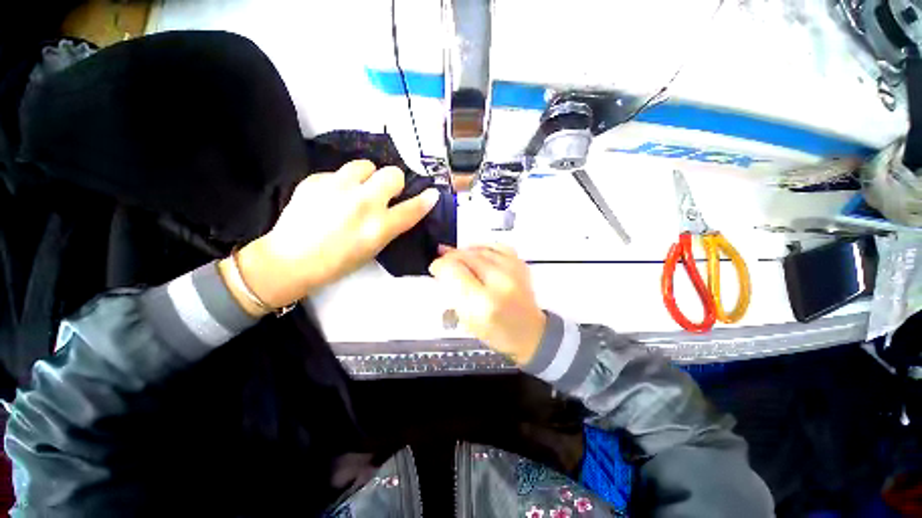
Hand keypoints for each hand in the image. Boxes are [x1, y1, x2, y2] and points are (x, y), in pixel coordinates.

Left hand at [221, 160, 439, 315]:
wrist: (290, 260)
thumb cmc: (338, 262)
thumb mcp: (373, 248)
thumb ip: (390, 226)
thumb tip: (401, 208)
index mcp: (378, 227)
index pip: (413, 208)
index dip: (426, 200)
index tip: (431, 193)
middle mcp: (363, 203)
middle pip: (392, 174)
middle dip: (392, 183)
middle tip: (383, 193)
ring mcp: (337, 188)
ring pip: (366, 165)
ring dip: (367, 177)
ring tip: (356, 190)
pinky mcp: (316, 180)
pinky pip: (339, 172)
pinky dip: (342, 183)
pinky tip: (331, 197)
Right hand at [429, 245, 545, 363]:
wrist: (529, 332)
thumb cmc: (496, 331)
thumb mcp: (468, 319)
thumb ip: (454, 292)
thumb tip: (443, 268)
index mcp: (483, 303)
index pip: (455, 271)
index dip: (441, 265)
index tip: (435, 268)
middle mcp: (500, 282)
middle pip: (467, 257)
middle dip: (450, 256)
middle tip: (442, 261)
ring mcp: (513, 270)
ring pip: (480, 249)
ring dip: (464, 251)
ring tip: (456, 257)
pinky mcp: (520, 264)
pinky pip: (496, 246)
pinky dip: (482, 247)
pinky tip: (476, 253)